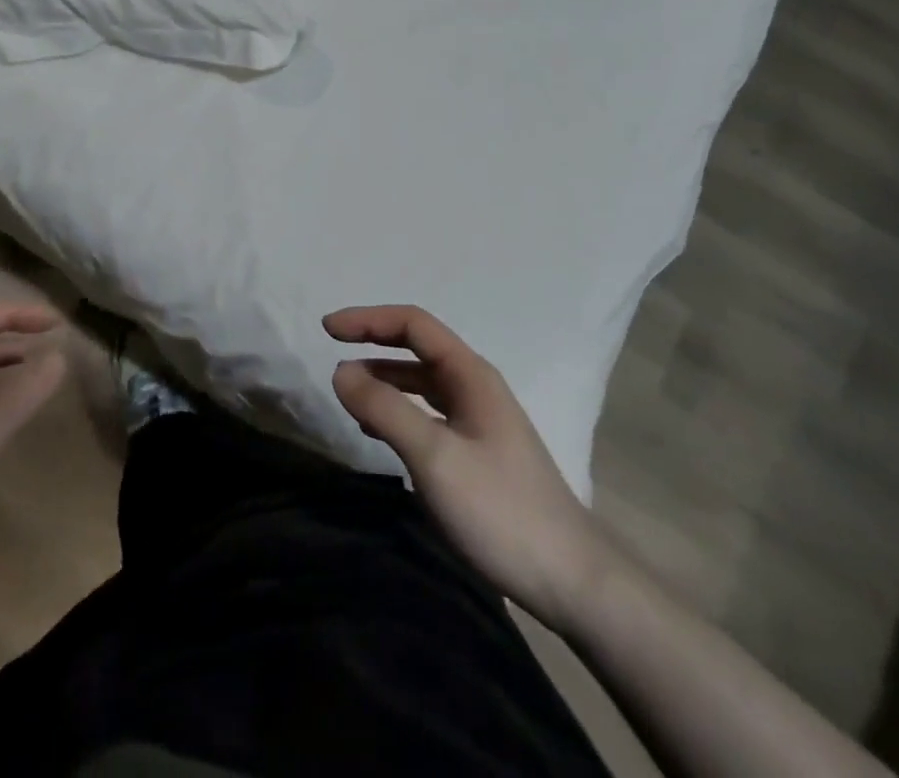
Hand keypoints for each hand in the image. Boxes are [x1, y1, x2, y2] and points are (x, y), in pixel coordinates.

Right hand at [326, 304, 607, 629]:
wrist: (571, 579)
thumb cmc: (500, 509)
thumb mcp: (434, 457)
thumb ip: (385, 409)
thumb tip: (341, 371)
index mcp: (470, 374)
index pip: (413, 324)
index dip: (368, 319)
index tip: (327, 329)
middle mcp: (475, 386)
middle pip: (418, 348)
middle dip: (374, 342)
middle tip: (332, 350)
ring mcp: (479, 420)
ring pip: (422, 383)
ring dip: (384, 379)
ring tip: (349, 393)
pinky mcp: (478, 452)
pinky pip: (429, 414)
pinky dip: (398, 411)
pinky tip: (379, 433)